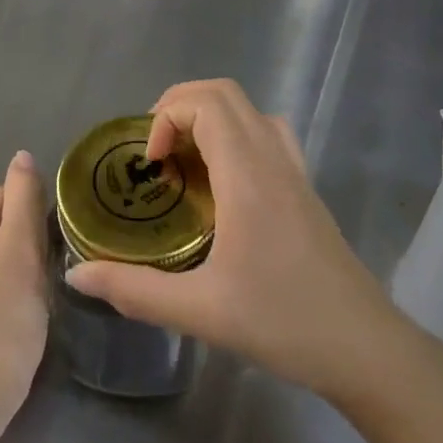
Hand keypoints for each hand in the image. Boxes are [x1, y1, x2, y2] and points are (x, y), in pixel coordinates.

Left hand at [0, 152, 48, 436]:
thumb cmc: (1, 317)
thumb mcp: (20, 249)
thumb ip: (24, 196)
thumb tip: (22, 154)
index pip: (18, 196)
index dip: (38, 226)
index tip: (42, 260)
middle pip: (13, 219)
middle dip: (32, 247)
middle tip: (37, 283)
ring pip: (9, 247)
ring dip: (26, 268)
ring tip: (28, 299)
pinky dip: (14, 285)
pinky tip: (16, 310)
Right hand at [64, 79, 409, 401]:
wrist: (366, 349)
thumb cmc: (284, 323)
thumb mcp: (201, 311)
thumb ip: (134, 290)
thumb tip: (77, 275)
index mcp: (248, 175)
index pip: (205, 103)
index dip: (166, 117)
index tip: (151, 165)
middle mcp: (272, 158)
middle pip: (223, 93)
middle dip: (179, 107)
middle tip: (156, 154)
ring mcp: (294, 169)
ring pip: (247, 108)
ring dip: (208, 116)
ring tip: (183, 160)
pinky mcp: (304, 186)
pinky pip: (266, 131)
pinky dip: (234, 132)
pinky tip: (221, 180)